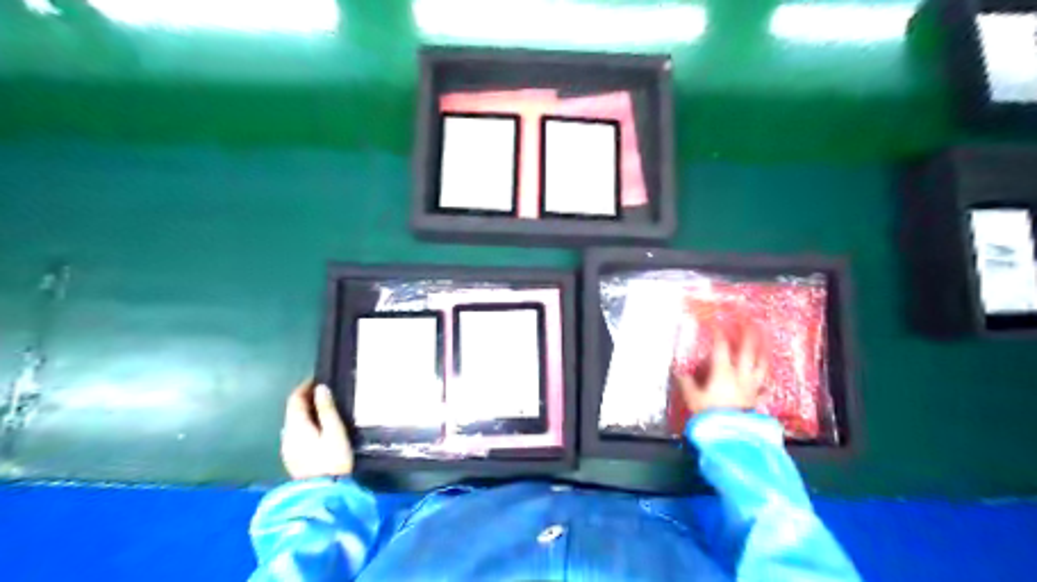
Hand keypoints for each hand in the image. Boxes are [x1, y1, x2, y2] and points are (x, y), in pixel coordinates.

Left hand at [282, 379, 354, 479]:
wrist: (324, 493)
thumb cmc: (332, 459)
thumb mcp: (335, 431)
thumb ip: (327, 409)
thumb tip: (320, 388)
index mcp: (296, 426)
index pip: (294, 400)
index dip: (304, 387)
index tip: (317, 379)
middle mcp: (287, 435)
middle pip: (291, 411)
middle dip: (304, 399)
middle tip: (322, 391)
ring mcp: (287, 448)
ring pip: (292, 423)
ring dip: (304, 412)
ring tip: (321, 408)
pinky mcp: (292, 458)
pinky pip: (295, 433)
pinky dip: (304, 424)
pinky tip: (316, 428)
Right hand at [678, 322, 764, 412]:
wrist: (728, 435)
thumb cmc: (708, 414)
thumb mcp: (692, 398)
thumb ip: (686, 383)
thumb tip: (679, 371)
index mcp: (723, 372)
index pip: (721, 347)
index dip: (718, 333)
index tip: (716, 322)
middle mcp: (740, 375)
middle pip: (747, 350)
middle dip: (748, 334)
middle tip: (750, 322)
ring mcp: (751, 387)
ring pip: (760, 365)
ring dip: (763, 351)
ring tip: (765, 342)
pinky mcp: (756, 400)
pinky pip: (764, 388)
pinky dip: (766, 383)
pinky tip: (767, 382)